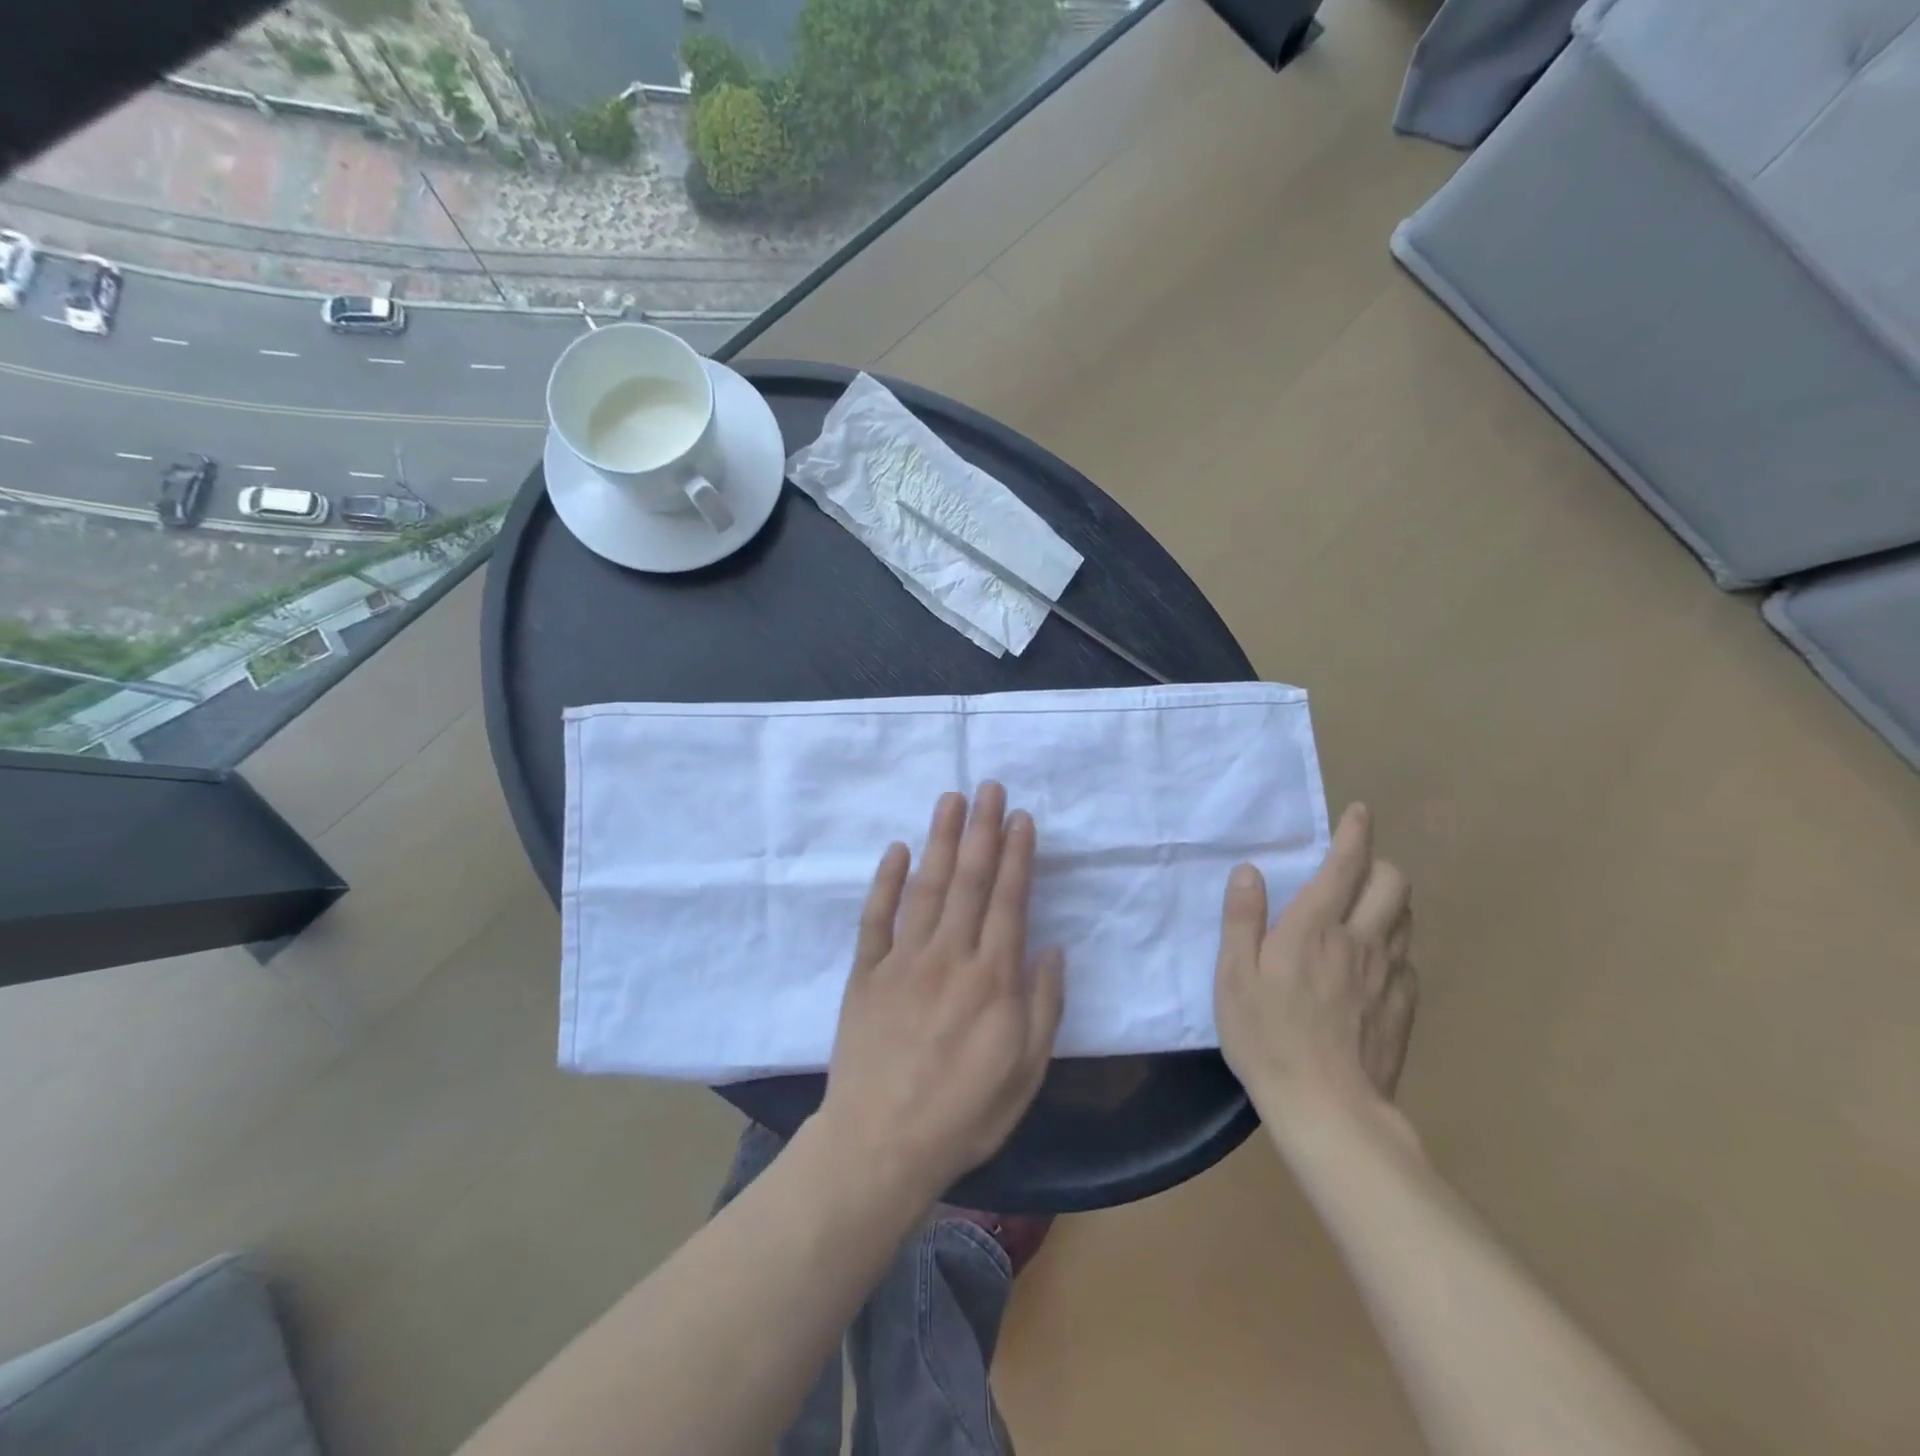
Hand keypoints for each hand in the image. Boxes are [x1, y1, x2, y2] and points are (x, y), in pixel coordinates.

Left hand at [818, 783, 1065, 1204]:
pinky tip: (897, 850)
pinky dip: (886, 881)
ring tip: (951, 800)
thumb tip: (1051, 948)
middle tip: (989, 787)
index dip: (1017, 856)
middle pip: (970, 881)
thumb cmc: (964, 1113)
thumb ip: (1043, 1006)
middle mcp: (949, 956)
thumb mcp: (1026, 1071)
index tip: (1021, 817)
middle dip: (982, 830)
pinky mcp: (866, 973)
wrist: (881, 1145)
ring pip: (927, 886)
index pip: (1008, 901)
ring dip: (941, 840)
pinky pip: (876, 917)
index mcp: (992, 979)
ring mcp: (903, 960)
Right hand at [1214, 803, 1416, 1113]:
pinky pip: (1407, 959)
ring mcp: (1389, 975)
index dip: (1354, 834)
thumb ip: (1241, 918)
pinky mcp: (1404, 1006)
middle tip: (1354, 873)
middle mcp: (1360, 940)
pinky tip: (1372, 966)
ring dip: (1388, 904)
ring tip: (1363, 913)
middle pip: (1393, 884)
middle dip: (1379, 866)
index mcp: (1314, 927)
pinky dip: (1393, 947)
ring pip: (1405, 918)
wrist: (1328, 1108)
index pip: (1344, 866)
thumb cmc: (1266, 1036)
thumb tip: (1248, 871)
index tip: (1360, 812)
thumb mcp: (1233, 975)